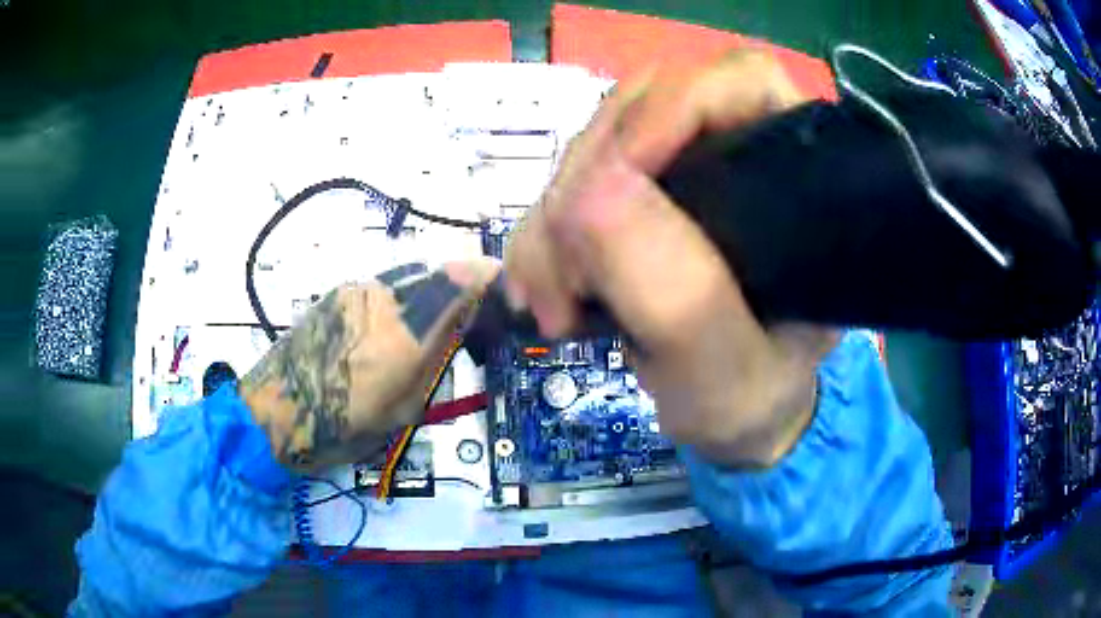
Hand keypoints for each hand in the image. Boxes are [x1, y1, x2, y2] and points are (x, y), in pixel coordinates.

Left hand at [240, 259, 498, 471]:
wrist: (275, 412)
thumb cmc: (341, 426)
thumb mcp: (403, 409)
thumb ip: (436, 358)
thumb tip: (462, 325)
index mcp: (404, 331)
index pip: (460, 281)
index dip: (488, 277)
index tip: (504, 289)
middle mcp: (382, 297)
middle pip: (437, 275)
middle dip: (460, 291)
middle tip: (467, 323)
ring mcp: (356, 290)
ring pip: (409, 280)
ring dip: (428, 297)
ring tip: (424, 333)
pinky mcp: (337, 294)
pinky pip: (382, 288)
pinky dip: (400, 302)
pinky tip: (388, 333)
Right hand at [505, 51, 839, 466]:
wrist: (729, 417)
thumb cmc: (752, 396)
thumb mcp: (728, 368)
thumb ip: (677, 294)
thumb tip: (588, 193)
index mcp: (795, 177)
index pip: (741, 83)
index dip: (672, 105)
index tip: (615, 174)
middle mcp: (736, 153)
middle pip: (642, 109)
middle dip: (584, 184)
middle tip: (565, 278)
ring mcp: (681, 172)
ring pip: (593, 149)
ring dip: (553, 221)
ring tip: (551, 304)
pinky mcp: (638, 199)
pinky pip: (570, 188)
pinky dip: (543, 237)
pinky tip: (542, 292)